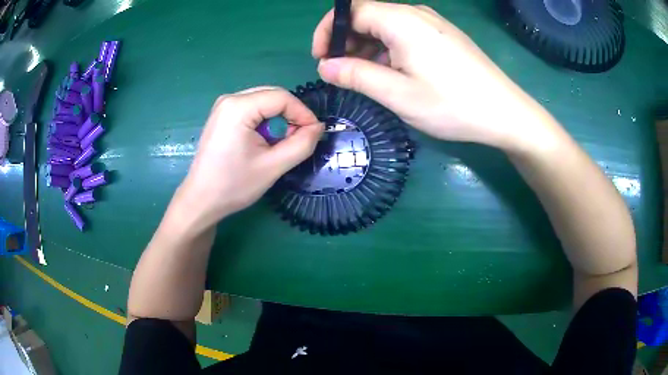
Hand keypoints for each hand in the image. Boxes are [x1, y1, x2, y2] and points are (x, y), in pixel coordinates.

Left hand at [176, 87, 323, 229]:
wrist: (201, 200)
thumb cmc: (233, 185)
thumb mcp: (273, 166)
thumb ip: (301, 144)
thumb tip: (318, 127)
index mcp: (238, 107)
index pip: (282, 97)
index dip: (303, 113)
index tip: (314, 134)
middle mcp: (230, 99)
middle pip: (273, 96)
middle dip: (290, 116)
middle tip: (298, 140)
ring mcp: (224, 106)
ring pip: (264, 102)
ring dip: (278, 120)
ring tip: (280, 144)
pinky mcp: (222, 115)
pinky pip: (253, 109)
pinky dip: (265, 122)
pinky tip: (263, 142)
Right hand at [312, 1, 551, 150]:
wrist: (504, 112)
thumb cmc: (452, 105)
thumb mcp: (398, 94)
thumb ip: (357, 76)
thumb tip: (325, 66)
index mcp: (401, 21)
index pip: (350, 10)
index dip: (329, 30)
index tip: (321, 58)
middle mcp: (416, 14)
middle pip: (368, 16)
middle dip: (347, 41)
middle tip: (341, 72)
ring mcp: (433, 23)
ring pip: (386, 25)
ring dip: (368, 47)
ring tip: (365, 76)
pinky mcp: (443, 35)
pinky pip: (406, 33)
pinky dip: (389, 49)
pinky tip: (393, 71)